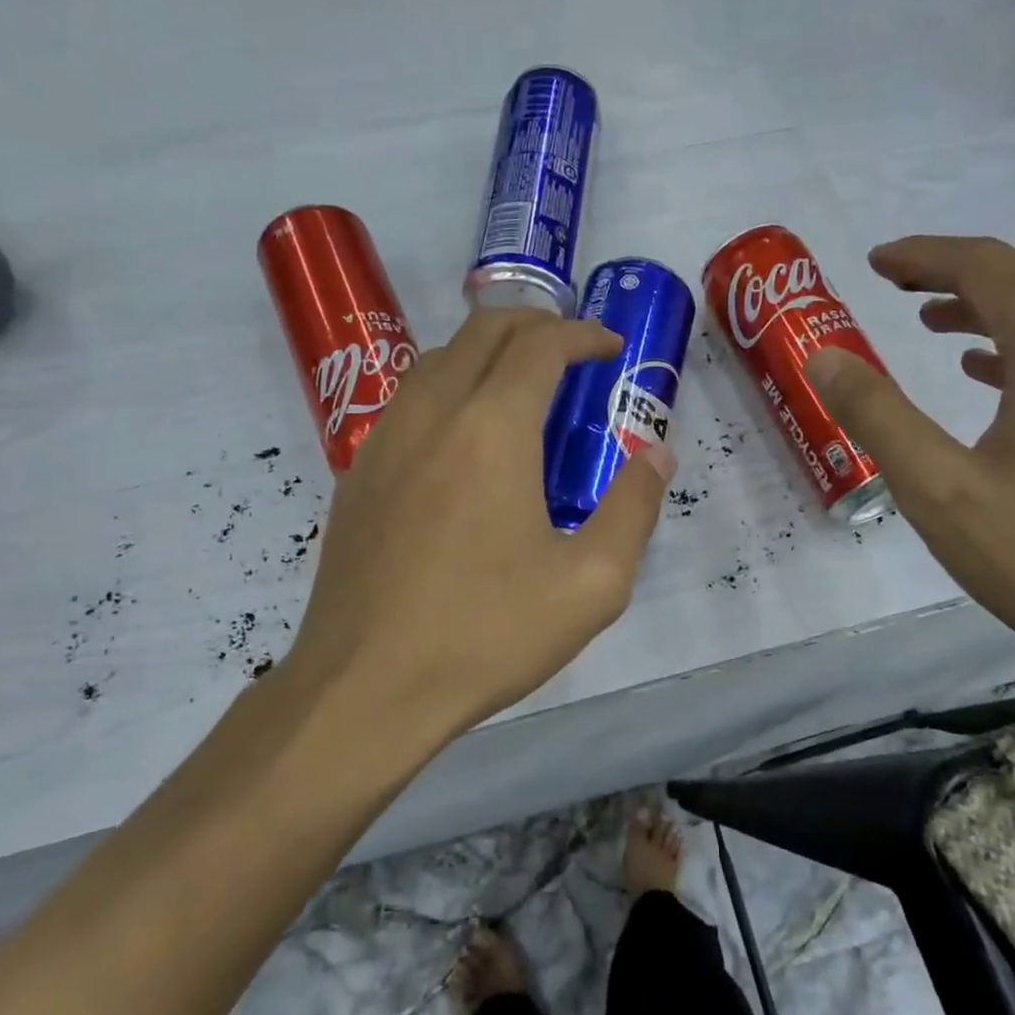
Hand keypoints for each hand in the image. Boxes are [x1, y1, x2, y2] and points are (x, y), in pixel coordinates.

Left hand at [286, 308, 673, 742]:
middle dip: (534, 326)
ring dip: (485, 355)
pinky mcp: (357, 477)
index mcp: (491, 429)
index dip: (581, 334)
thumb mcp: (592, 584)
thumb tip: (657, 456)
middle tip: (572, 353)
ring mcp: (384, 443)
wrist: (366, 688)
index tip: (611, 348)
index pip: (540, 345)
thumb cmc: (486, 634)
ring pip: (436, 362)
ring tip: (520, 390)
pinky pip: (407, 405)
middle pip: (482, 332)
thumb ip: (633, 509)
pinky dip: (447, 392)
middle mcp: (432, 415)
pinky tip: (463, 444)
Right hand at [806, 235, 1014, 685]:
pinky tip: (986, 373)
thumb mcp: (938, 488)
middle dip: (955, 272)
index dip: (925, 256)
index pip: (987, 267)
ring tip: (929, 323)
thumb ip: (876, 414)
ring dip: (989, 306)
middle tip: (894, 285)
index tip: (873, 262)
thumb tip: (823, 356)